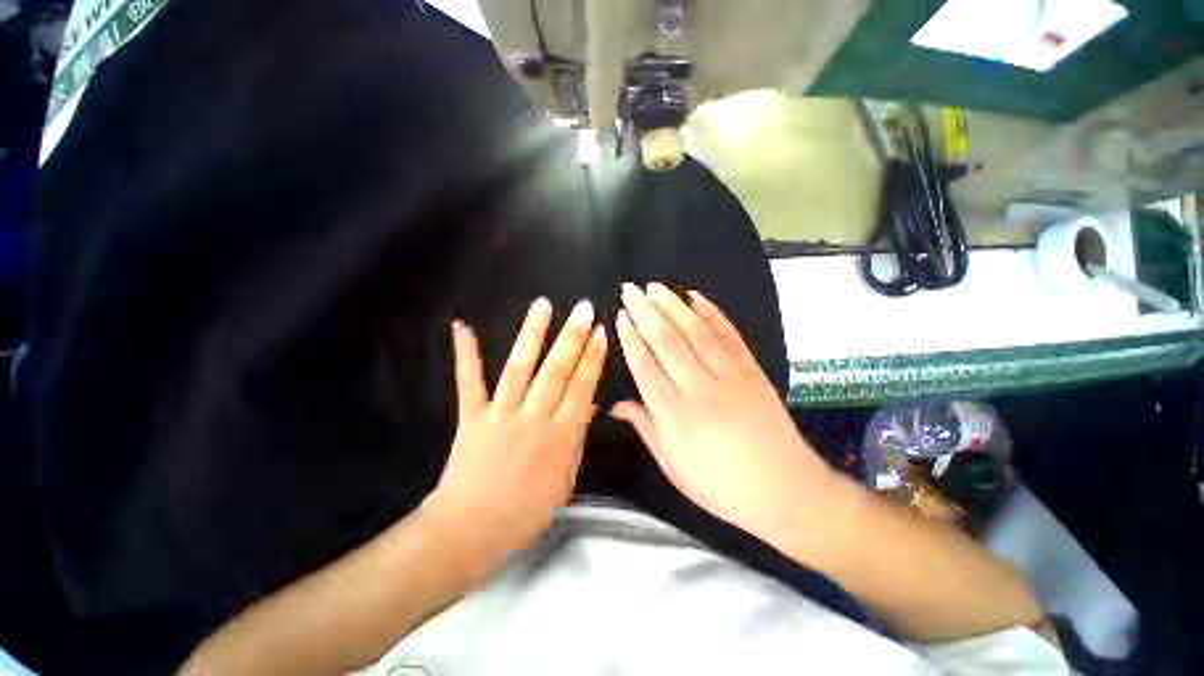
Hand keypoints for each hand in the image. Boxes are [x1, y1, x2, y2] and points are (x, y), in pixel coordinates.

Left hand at [425, 298, 606, 578]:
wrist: (470, 531)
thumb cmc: (525, 513)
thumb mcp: (565, 481)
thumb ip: (576, 439)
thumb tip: (588, 406)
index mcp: (560, 437)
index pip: (582, 387)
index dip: (592, 357)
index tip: (599, 332)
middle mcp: (534, 418)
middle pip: (557, 370)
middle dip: (573, 337)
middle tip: (582, 309)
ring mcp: (501, 415)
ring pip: (520, 367)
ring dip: (533, 334)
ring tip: (543, 305)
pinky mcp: (472, 416)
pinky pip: (469, 381)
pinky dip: (466, 353)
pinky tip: (463, 327)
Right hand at [612, 283, 835, 545]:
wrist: (785, 490)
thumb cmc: (720, 485)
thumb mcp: (672, 465)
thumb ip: (644, 427)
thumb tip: (615, 405)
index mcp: (675, 415)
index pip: (645, 367)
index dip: (631, 339)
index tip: (620, 316)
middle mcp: (698, 389)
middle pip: (666, 342)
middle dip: (645, 312)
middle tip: (630, 289)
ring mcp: (729, 376)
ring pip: (695, 332)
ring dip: (673, 305)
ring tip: (655, 287)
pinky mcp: (752, 370)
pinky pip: (729, 335)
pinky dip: (712, 313)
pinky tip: (695, 297)